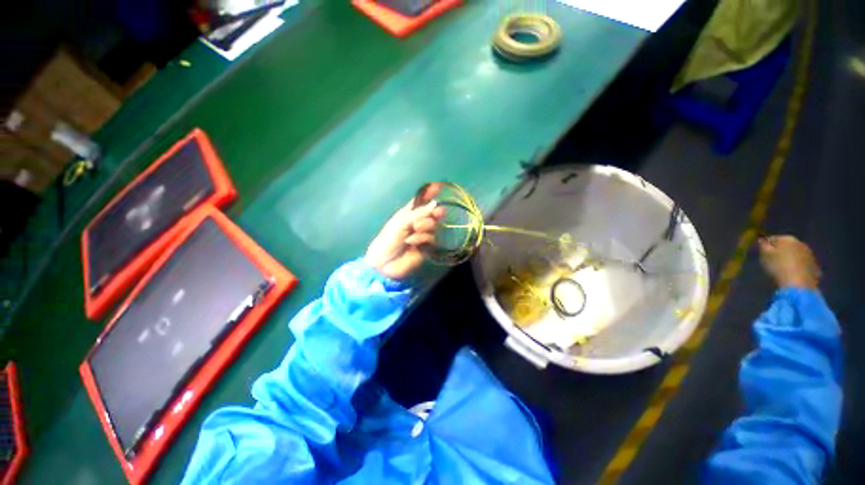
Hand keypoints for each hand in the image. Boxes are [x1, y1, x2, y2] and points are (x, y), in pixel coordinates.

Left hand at [365, 184, 444, 279]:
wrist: (384, 264)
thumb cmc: (387, 240)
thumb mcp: (400, 223)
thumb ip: (418, 214)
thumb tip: (435, 204)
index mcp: (407, 214)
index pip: (421, 202)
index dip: (429, 194)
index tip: (439, 186)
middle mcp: (417, 223)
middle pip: (431, 213)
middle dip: (434, 212)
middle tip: (438, 213)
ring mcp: (422, 235)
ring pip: (433, 225)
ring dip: (425, 226)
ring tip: (414, 230)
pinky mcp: (426, 248)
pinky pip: (431, 238)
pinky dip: (422, 238)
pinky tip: (412, 242)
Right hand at [758, 235, 820, 288]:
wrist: (798, 285)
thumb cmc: (778, 267)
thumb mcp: (764, 255)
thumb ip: (763, 245)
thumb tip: (762, 239)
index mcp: (787, 239)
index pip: (773, 238)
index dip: (767, 245)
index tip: (762, 253)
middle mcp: (800, 243)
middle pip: (787, 246)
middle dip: (781, 252)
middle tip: (773, 261)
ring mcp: (810, 255)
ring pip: (797, 255)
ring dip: (791, 259)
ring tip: (784, 269)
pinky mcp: (815, 267)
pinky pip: (804, 265)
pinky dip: (799, 268)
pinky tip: (794, 275)